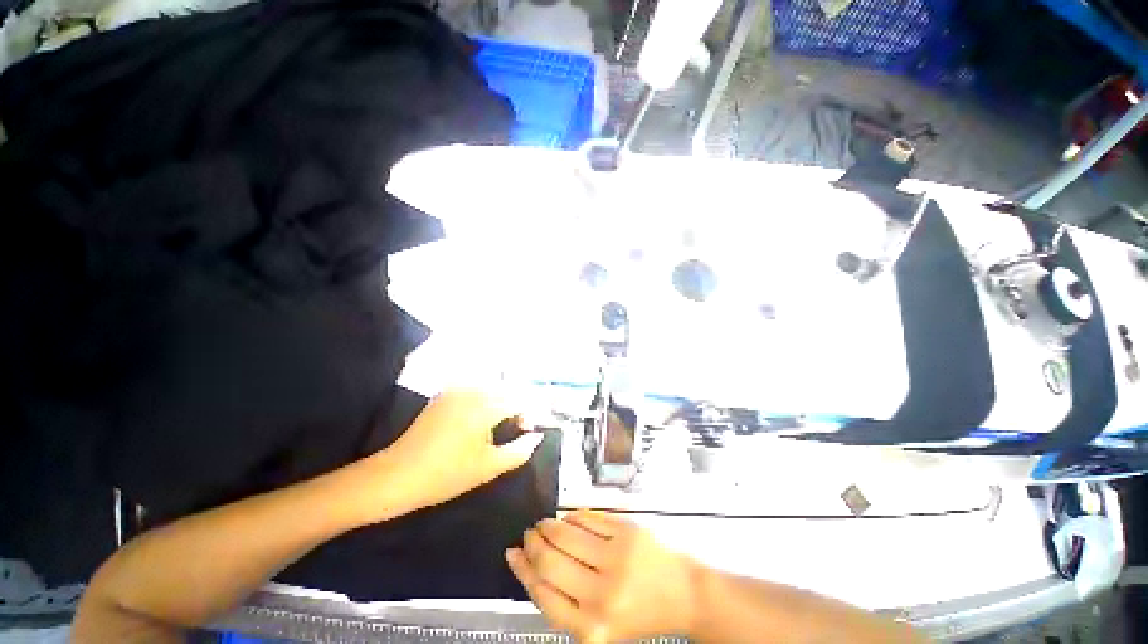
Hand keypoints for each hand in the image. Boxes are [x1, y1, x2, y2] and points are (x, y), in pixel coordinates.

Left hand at [371, 389, 542, 514]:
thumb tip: (538, 436)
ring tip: (500, 425)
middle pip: (507, 390)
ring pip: (492, 388)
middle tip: (517, 428)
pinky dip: (486, 400)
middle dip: (517, 406)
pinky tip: (480, 420)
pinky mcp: (445, 394)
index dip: (530, 414)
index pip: (520, 399)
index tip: (528, 431)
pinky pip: (475, 390)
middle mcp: (473, 390)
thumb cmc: (447, 474)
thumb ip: (520, 450)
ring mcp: (456, 390)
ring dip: (502, 402)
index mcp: (485, 406)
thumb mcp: (489, 467)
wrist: (397, 476)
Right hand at [506, 511, 698, 642]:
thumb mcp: (597, 624)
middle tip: (529, 534)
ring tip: (543, 524)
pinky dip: (571, 517)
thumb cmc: (637, 613)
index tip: (513, 553)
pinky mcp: (627, 532)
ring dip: (548, 525)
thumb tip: (526, 562)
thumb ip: (563, 601)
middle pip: (549, 561)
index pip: (541, 593)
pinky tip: (567, 519)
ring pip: (565, 534)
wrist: (682, 594)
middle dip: (532, 543)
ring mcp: (615, 559)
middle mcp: (601, 595)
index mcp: (591, 628)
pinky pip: (587, 518)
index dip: (522, 569)